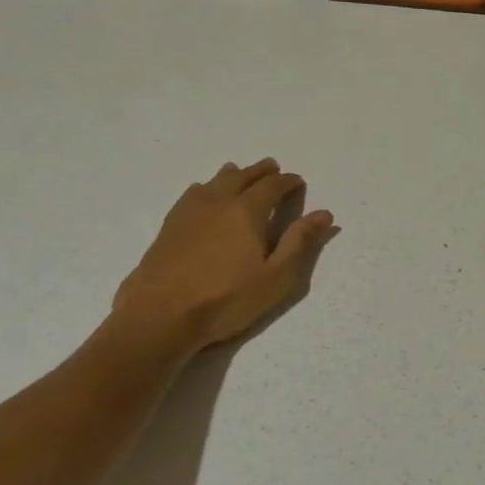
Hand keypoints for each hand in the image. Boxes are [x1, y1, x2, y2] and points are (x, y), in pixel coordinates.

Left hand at [110, 159, 336, 357]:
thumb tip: (324, 214)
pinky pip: (192, 194)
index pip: (272, 186)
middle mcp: (218, 203)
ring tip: (240, 173)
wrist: (159, 317)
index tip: (298, 182)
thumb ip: (300, 242)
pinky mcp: (169, 226)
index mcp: (247, 212)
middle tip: (273, 167)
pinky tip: (203, 193)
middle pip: (242, 176)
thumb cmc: (227, 299)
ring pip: (214, 182)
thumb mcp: (276, 277)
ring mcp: (189, 212)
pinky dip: (206, 187)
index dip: (288, 181)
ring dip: (233, 174)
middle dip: (261, 171)